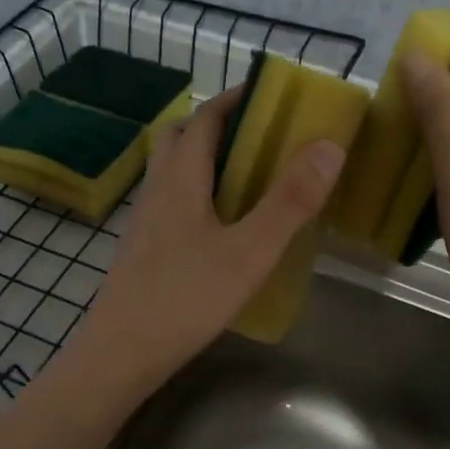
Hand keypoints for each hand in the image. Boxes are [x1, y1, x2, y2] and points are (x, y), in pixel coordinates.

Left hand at [68, 87, 345, 393]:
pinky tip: (221, 227)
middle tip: (261, 137)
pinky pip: (171, 202)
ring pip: (172, 172)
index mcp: (181, 178)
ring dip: (206, 161)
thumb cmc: (186, 298)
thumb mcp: (249, 251)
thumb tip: (328, 145)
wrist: (120, 354)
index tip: (270, 94)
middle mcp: (156, 190)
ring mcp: (145, 221)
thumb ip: (289, 200)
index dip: (235, 99)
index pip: (205, 118)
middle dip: (217, 125)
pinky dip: (197, 194)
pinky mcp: (142, 249)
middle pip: (181, 138)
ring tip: (249, 179)